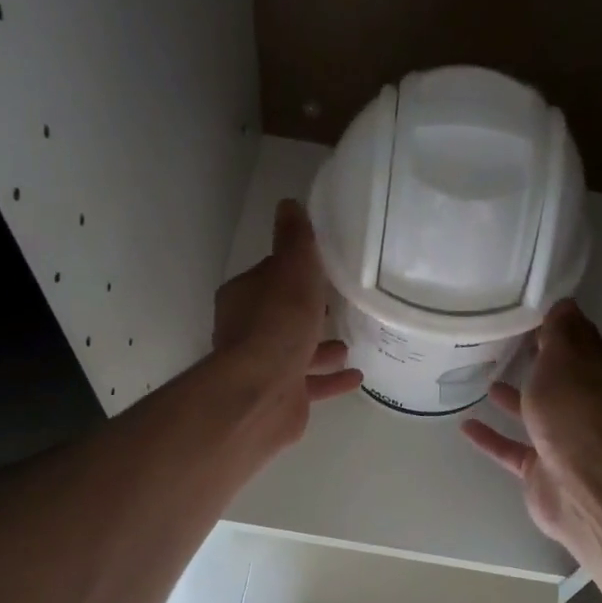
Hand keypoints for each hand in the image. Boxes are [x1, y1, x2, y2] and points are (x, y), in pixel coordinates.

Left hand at [214, 199, 361, 442]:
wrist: (263, 393)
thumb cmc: (278, 325)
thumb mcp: (292, 271)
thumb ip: (295, 241)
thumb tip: (288, 204)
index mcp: (244, 297)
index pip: (272, 276)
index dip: (297, 271)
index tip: (324, 269)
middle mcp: (248, 332)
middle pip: (284, 316)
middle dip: (310, 312)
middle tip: (341, 305)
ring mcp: (264, 368)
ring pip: (297, 352)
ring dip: (323, 348)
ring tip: (352, 342)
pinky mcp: (281, 398)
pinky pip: (311, 384)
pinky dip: (331, 379)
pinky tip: (356, 376)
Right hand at [461, 300, 601, 549]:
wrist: (579, 484)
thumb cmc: (572, 411)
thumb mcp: (564, 358)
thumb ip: (560, 331)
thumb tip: (563, 303)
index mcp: (596, 373)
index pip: (578, 340)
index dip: (555, 324)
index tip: (525, 310)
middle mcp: (584, 404)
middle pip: (557, 376)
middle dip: (535, 360)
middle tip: (501, 340)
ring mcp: (562, 438)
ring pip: (535, 411)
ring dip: (513, 396)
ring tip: (483, 377)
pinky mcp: (541, 467)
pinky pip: (511, 446)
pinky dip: (491, 436)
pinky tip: (465, 425)